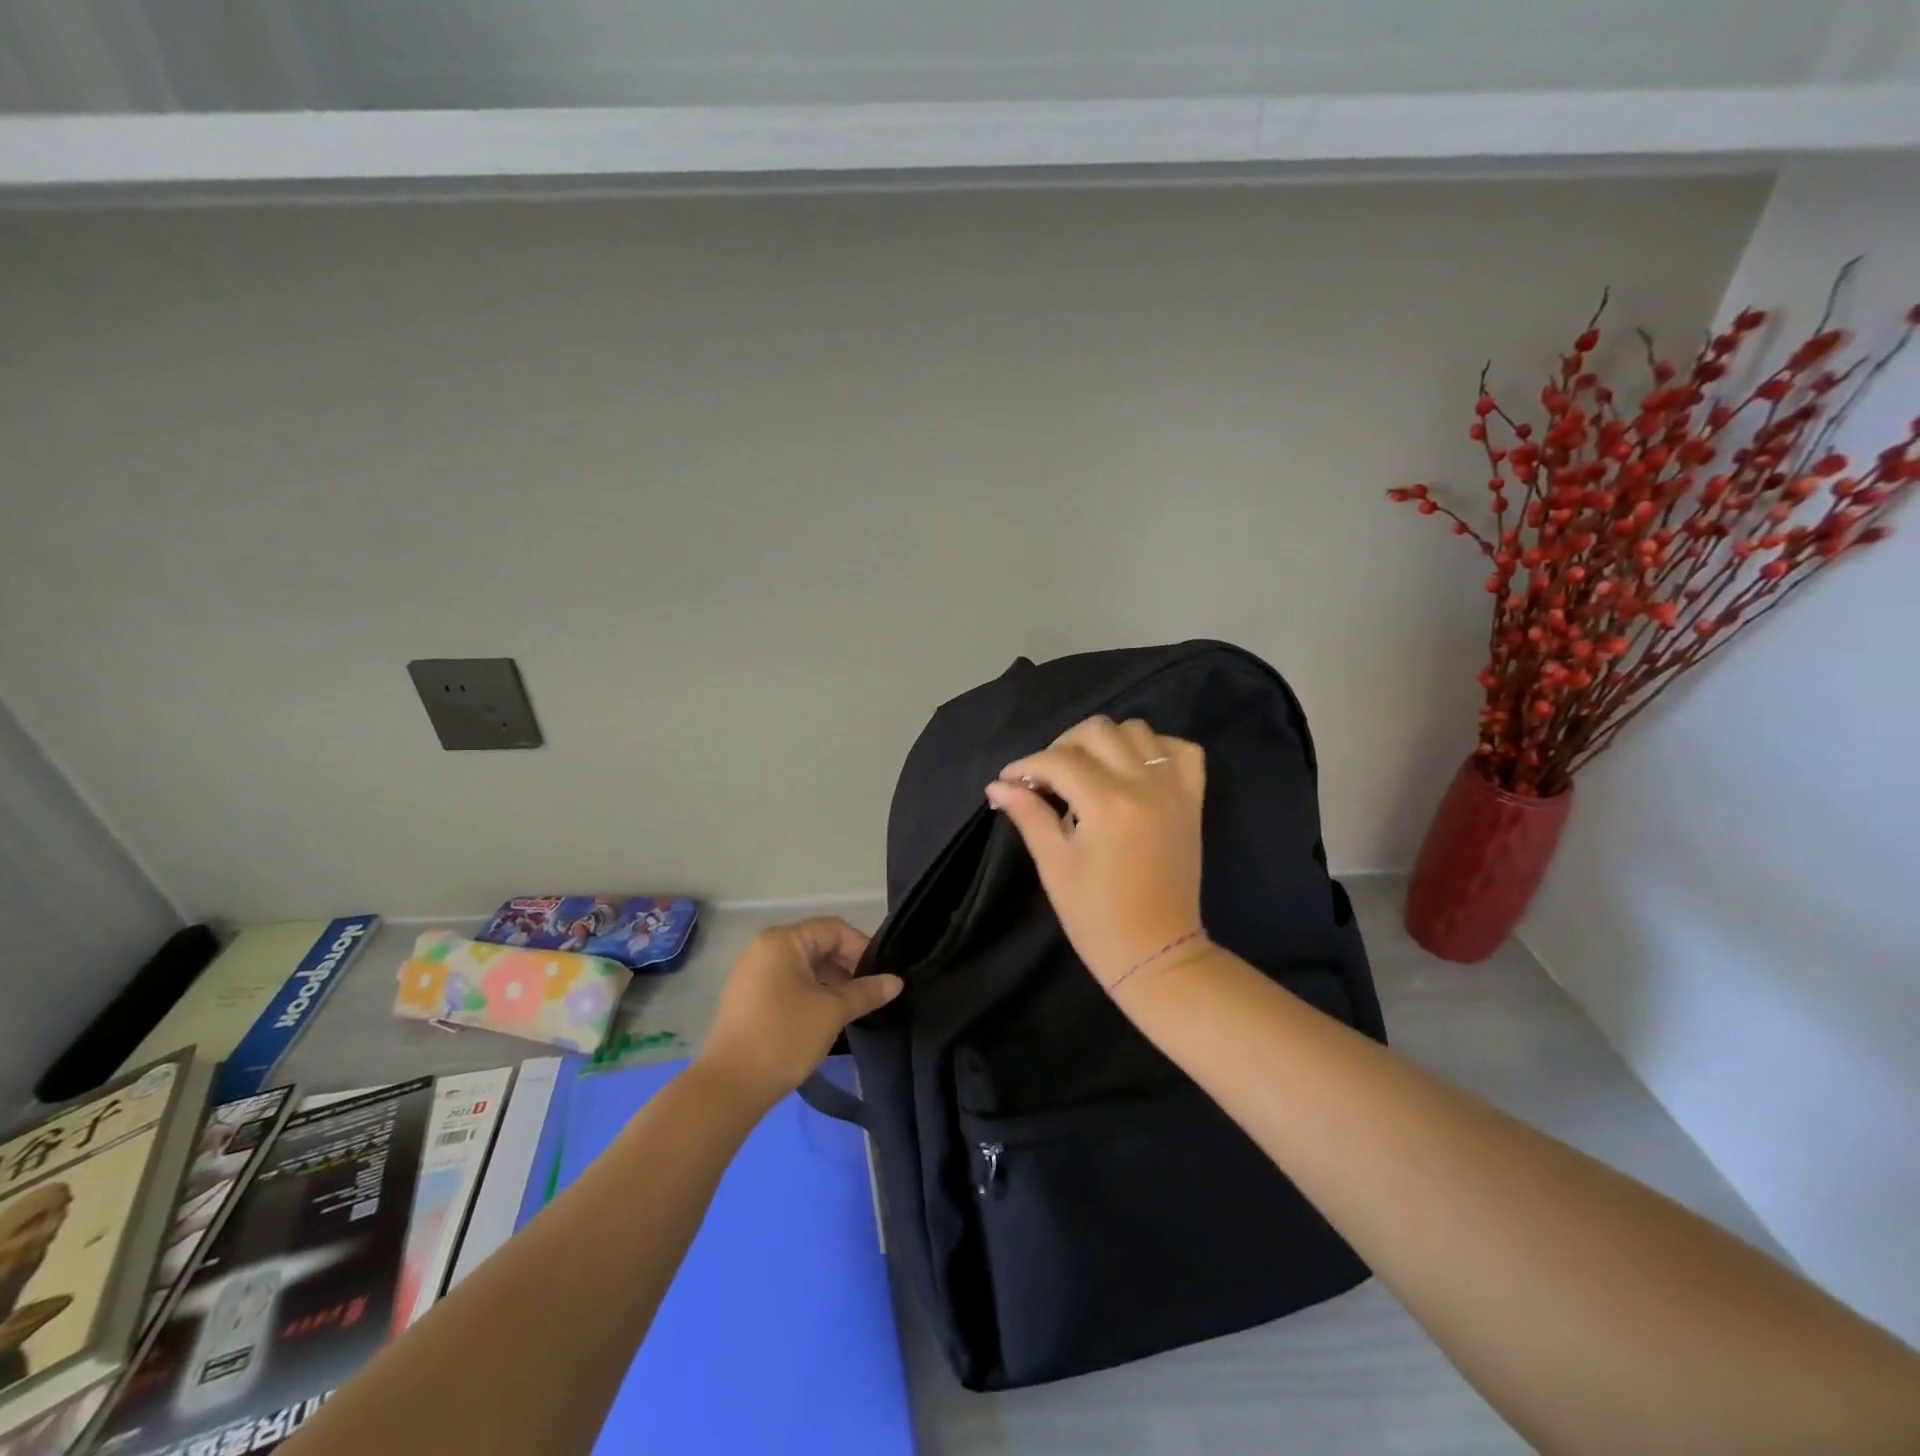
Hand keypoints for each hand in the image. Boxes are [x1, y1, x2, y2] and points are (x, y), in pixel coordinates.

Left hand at [697, 918, 903, 1107]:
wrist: (729, 1088)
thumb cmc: (784, 1037)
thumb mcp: (832, 1012)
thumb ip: (866, 992)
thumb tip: (896, 981)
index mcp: (783, 941)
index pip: (834, 929)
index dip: (862, 949)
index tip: (881, 978)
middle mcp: (765, 948)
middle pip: (818, 945)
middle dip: (848, 967)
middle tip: (869, 996)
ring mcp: (753, 973)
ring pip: (804, 967)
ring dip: (831, 983)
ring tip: (851, 1010)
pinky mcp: (748, 998)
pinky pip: (788, 983)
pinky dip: (811, 993)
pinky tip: (825, 1018)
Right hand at [986, 716, 1206, 988]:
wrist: (1156, 952)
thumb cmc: (1095, 917)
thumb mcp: (1054, 865)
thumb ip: (1029, 815)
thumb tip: (997, 786)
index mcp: (1107, 805)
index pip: (1059, 760)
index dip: (1026, 766)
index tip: (1008, 781)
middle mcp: (1145, 785)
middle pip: (1098, 731)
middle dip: (1062, 746)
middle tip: (1046, 777)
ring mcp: (1174, 790)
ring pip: (1138, 731)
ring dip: (1105, 742)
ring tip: (1087, 771)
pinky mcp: (1193, 800)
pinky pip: (1182, 750)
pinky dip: (1155, 748)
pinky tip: (1133, 769)